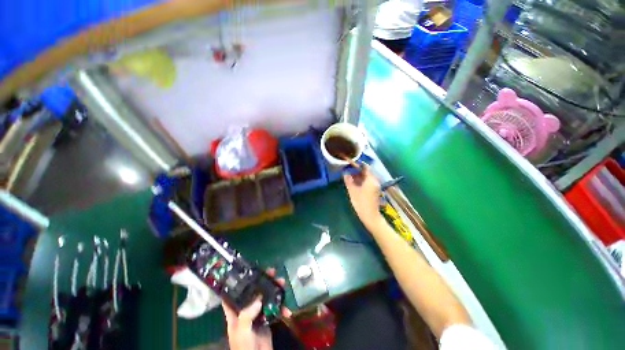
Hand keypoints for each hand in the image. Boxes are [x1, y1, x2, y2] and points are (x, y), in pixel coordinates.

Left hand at [222, 268, 291, 349]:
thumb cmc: (244, 347)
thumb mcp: (241, 331)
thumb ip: (246, 315)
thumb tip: (258, 299)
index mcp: (236, 311)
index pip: (233, 293)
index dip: (238, 281)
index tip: (247, 270)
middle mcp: (246, 310)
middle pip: (254, 291)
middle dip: (263, 280)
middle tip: (272, 272)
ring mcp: (258, 314)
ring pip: (266, 296)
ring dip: (275, 289)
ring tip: (283, 282)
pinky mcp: (267, 319)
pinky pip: (275, 309)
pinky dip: (282, 308)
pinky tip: (288, 310)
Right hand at [343, 166, 383, 229]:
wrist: (370, 216)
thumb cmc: (361, 203)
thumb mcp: (352, 191)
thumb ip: (348, 180)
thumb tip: (345, 173)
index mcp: (371, 179)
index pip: (365, 167)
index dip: (357, 164)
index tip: (350, 164)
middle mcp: (375, 181)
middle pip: (366, 172)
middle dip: (357, 170)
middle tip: (348, 170)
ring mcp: (375, 186)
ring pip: (367, 177)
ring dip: (359, 175)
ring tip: (350, 176)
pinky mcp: (374, 190)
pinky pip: (368, 181)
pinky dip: (362, 180)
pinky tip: (355, 183)